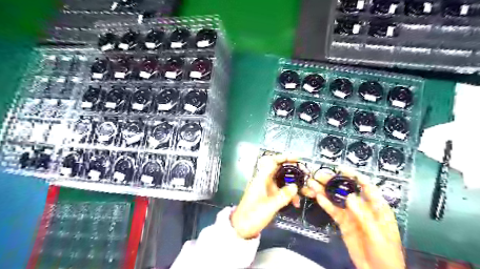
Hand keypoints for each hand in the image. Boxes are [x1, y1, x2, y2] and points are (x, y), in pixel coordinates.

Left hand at [231, 155, 300, 239]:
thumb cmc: (252, 215)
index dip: (284, 157)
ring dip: (293, 185)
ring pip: (282, 181)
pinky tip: (296, 202)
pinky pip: (280, 191)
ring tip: (305, 191)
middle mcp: (263, 181)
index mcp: (261, 179)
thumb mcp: (270, 206)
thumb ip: (283, 196)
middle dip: (293, 171)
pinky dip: (288, 194)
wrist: (241, 228)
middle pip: (279, 170)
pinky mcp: (268, 196)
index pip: (272, 161)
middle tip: (305, 174)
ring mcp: (266, 188)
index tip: (297, 159)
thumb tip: (295, 186)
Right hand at [307, 168, 404, 268]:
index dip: (354, 176)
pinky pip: (333, 211)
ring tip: (312, 183)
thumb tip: (350, 196)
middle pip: (347, 190)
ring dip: (325, 191)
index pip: (366, 186)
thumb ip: (364, 216)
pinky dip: (325, 204)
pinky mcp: (343, 223)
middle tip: (319, 176)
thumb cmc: (386, 253)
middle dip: (334, 182)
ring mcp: (351, 215)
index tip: (341, 169)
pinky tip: (317, 197)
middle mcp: (363, 207)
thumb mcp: (377, 235)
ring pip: (337, 199)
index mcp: (377, 207)